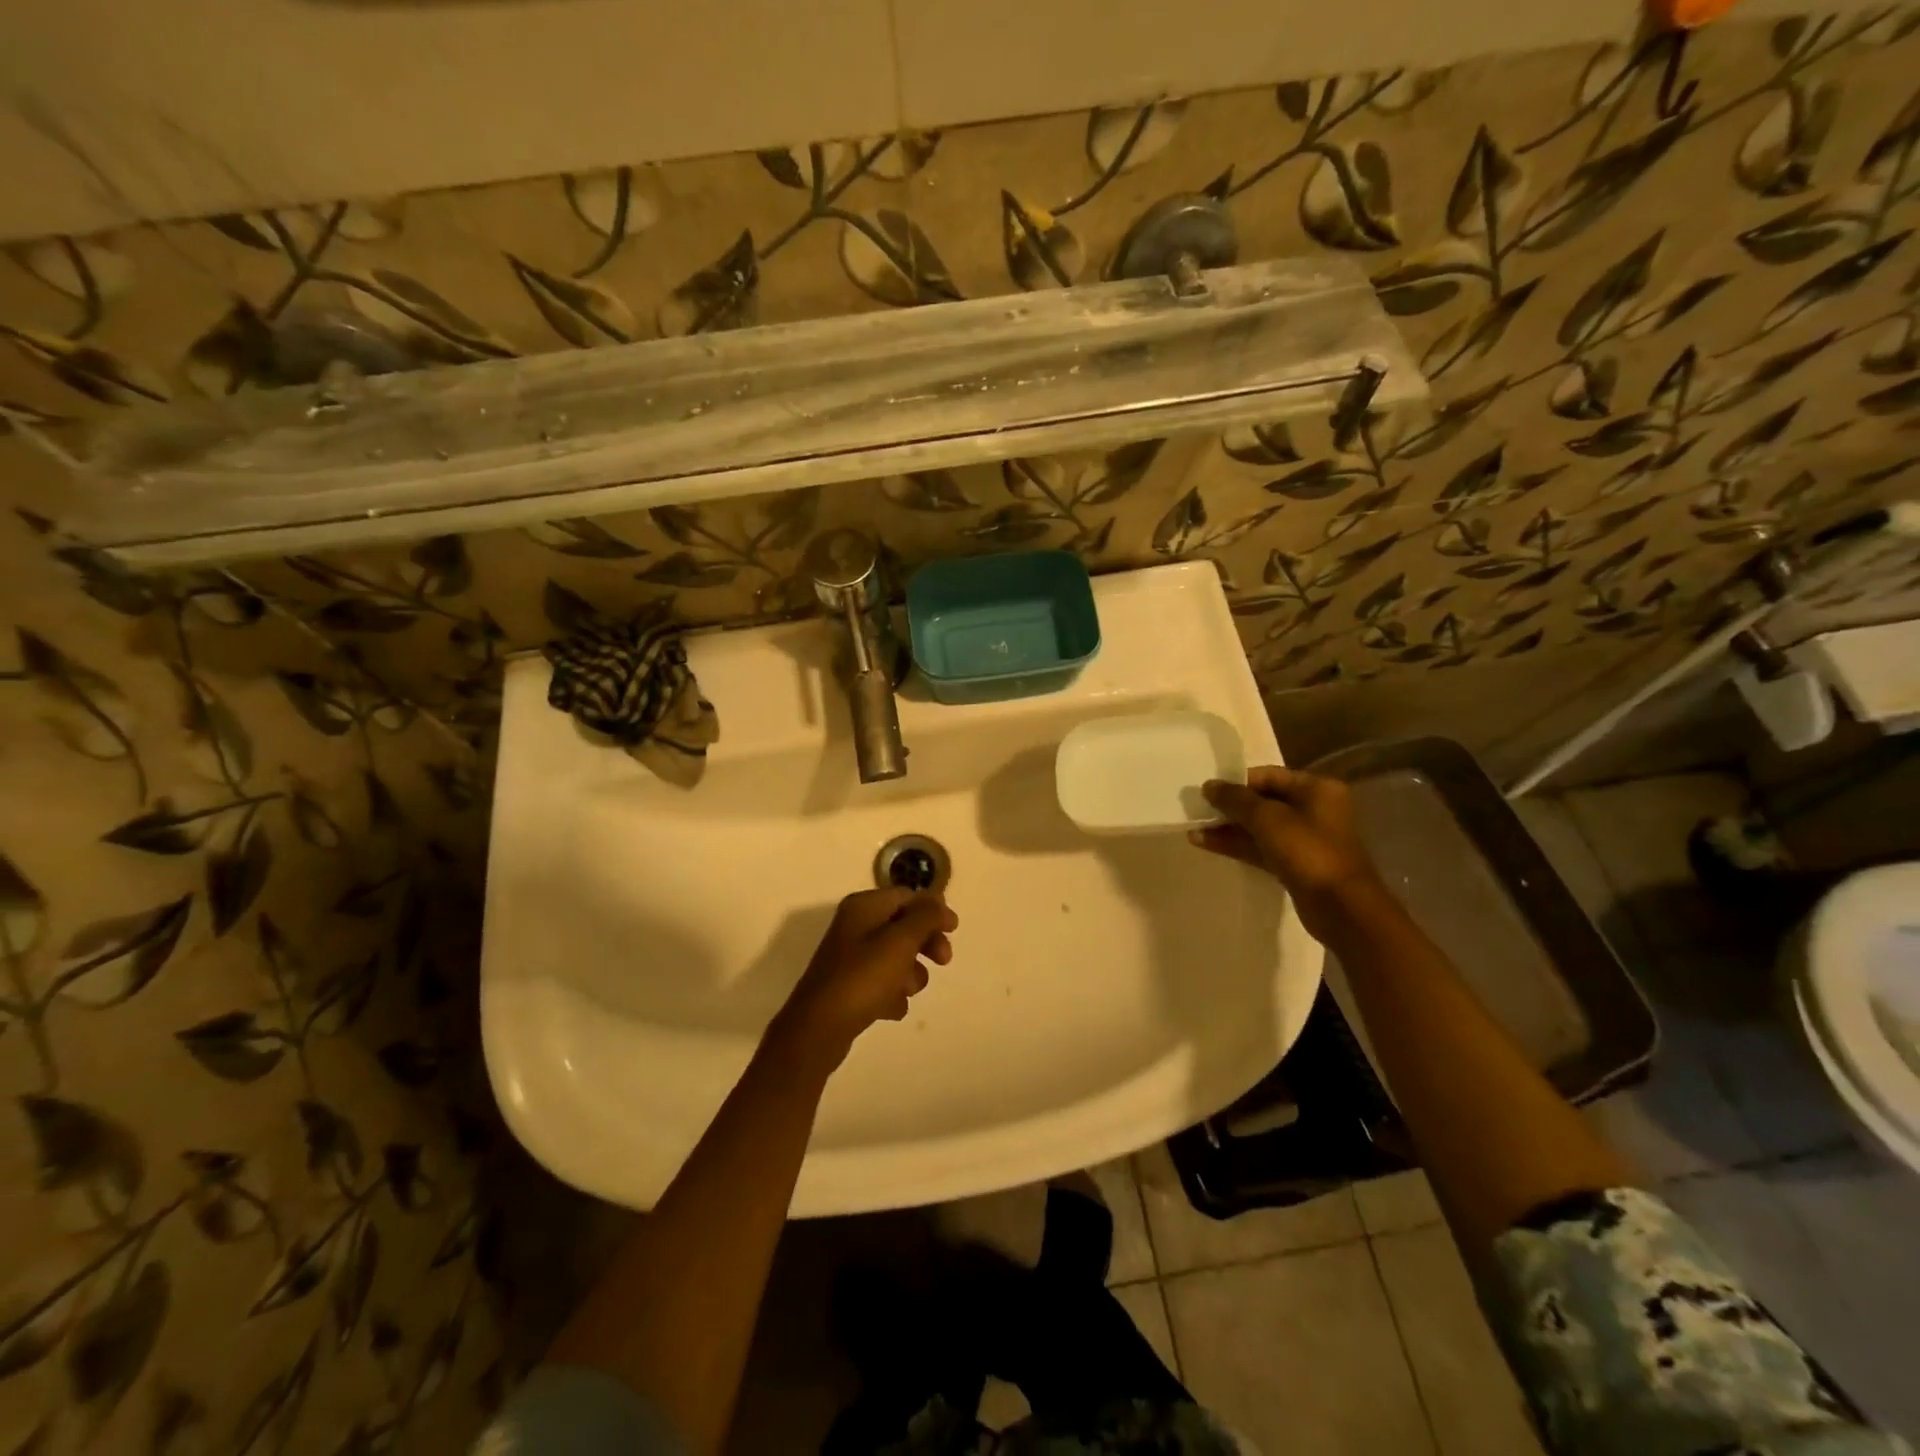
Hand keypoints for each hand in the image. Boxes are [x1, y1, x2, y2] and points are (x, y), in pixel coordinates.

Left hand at [773, 888, 957, 1066]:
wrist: (819, 1028)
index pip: (906, 896)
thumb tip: (938, 901)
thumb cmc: (863, 977)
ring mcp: (850, 958)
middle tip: (943, 961)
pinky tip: (890, 1008)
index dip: (932, 910)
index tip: (954, 930)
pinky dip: (891, 994)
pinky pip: (882, 984)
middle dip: (925, 943)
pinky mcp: (849, 987)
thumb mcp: (901, 941)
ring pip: (895, 958)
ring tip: (905, 991)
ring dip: (910, 974)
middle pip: (903, 926)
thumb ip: (925, 917)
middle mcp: (855, 926)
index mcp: (864, 907)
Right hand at [1189, 766, 1382, 938]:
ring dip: (1228, 828)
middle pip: (1263, 801)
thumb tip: (1209, 785)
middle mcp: (1314, 809)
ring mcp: (1305, 839)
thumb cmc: (1308, 852)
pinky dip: (1238, 845)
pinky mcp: (1296, 864)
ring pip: (1260, 827)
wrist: (1341, 908)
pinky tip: (1207, 845)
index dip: (1236, 782)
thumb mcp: (1267, 819)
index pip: (1268, 775)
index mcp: (1316, 789)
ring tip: (1193, 831)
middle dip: (1229, 807)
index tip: (1207, 792)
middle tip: (1197, 812)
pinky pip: (1262, 847)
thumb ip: (1235, 799)